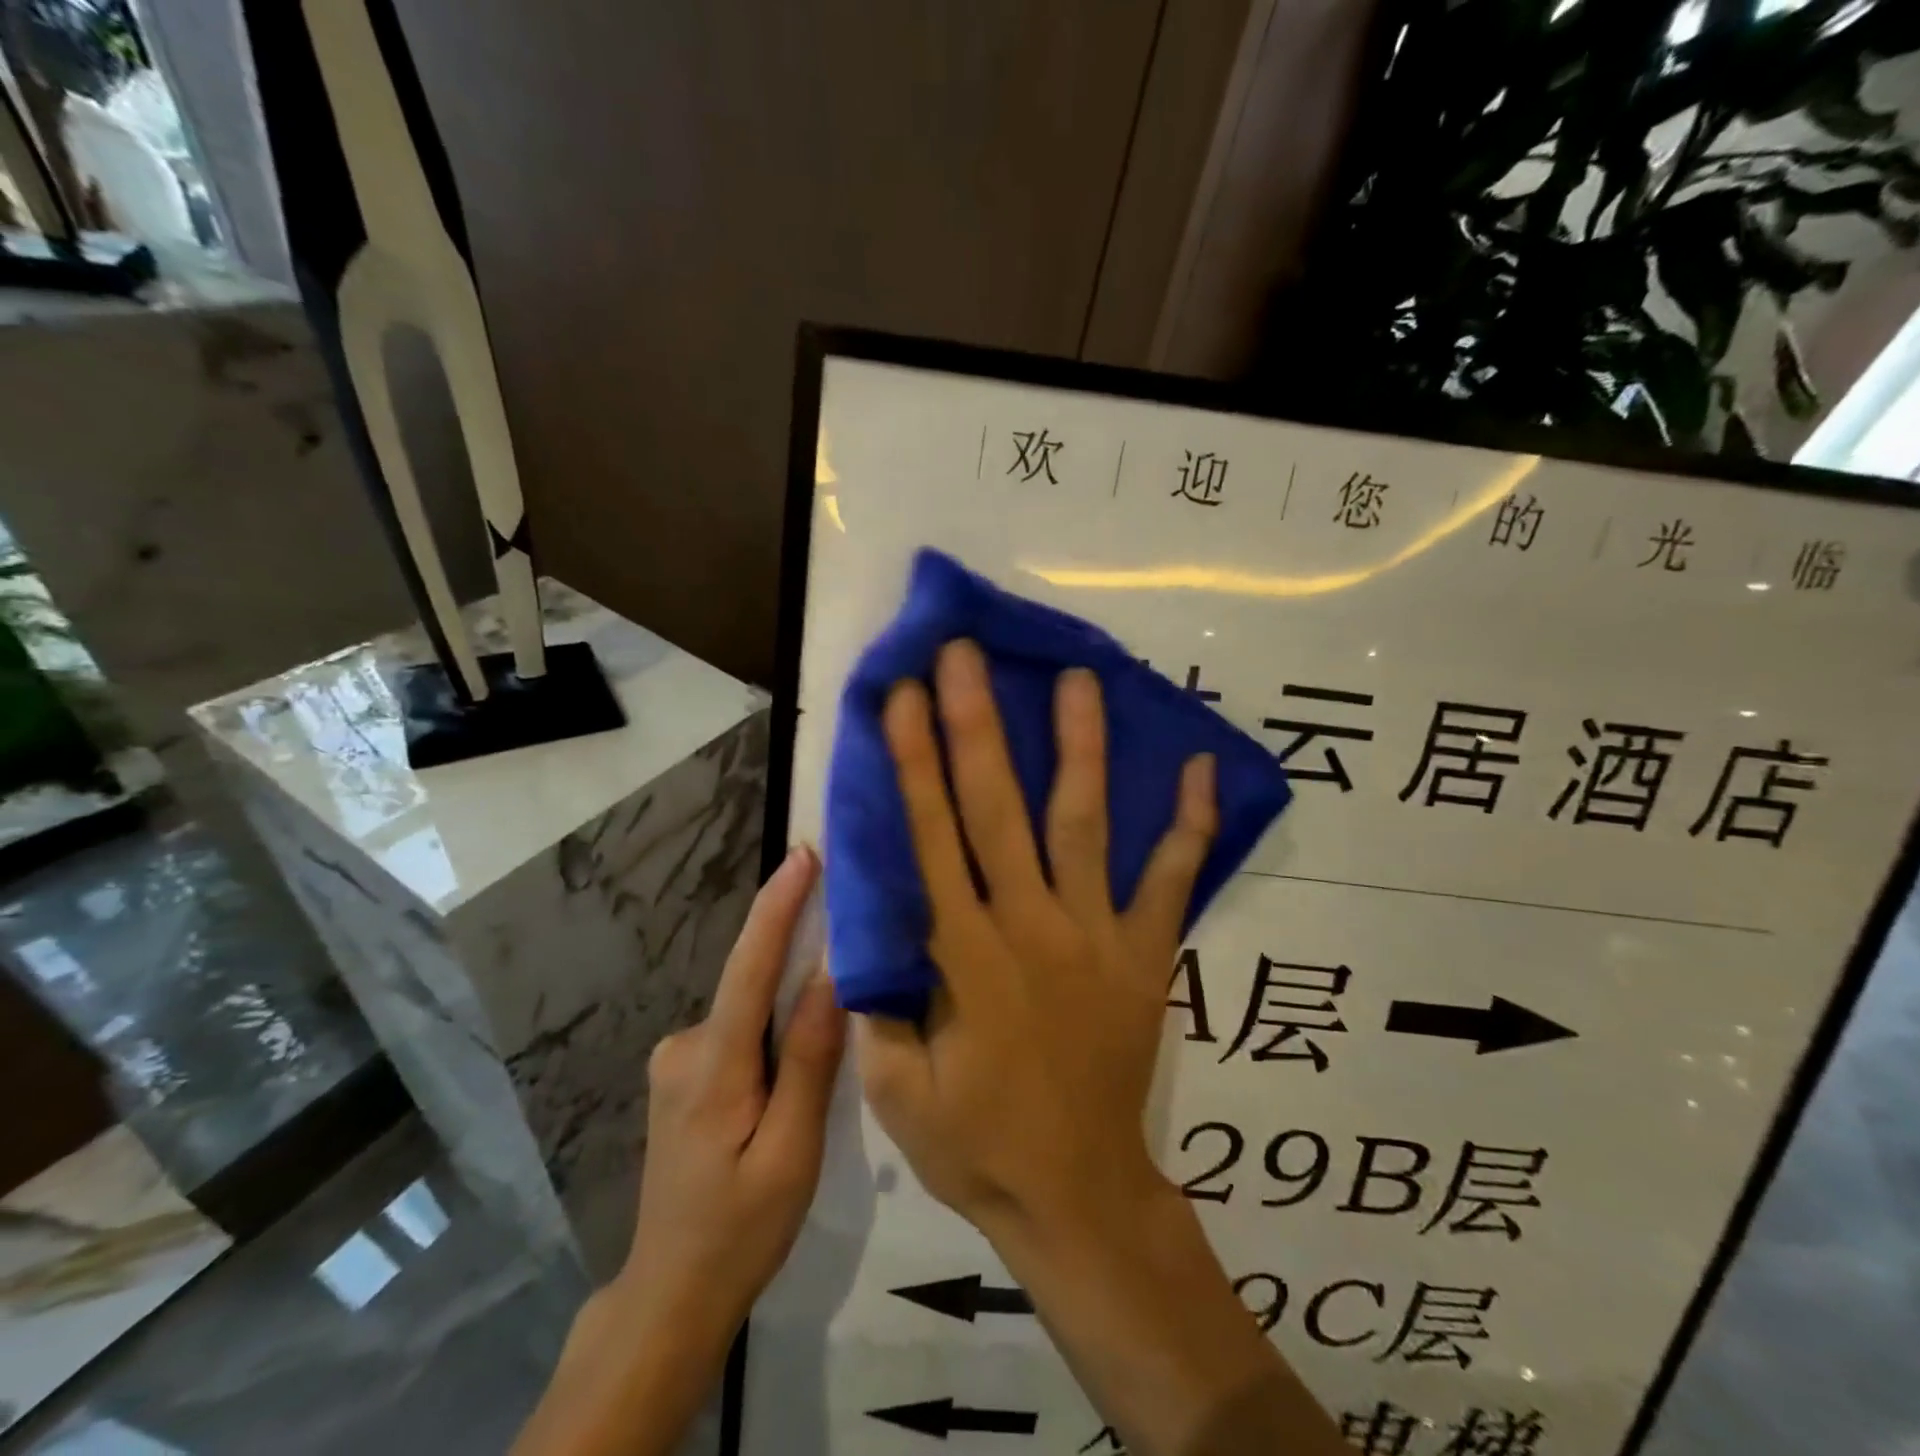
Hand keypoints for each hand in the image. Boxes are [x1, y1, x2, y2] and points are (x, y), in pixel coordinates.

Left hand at [610, 843, 845, 1352]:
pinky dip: (770, 1028)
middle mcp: (683, 1047)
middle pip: (752, 984)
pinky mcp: (681, 1072)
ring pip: (748, 1010)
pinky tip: (791, 1068)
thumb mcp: (791, 1153)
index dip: (777, 907)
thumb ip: (808, 1061)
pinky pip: (738, 1029)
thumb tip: (829, 976)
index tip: (803, 856)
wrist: (672, 1291)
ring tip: (830, 1028)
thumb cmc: (741, 1229)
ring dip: (787, 1005)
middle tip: (852, 938)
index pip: (749, 967)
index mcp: (712, 1068)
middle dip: (799, 955)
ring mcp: (676, 1059)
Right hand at [855, 639, 1216, 1242]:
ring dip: (1079, 747)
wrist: (1079, 1194)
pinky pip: (1171, 881)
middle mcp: (1030, 925)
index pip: (931, 837)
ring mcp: (1097, 935)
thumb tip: (862, 927)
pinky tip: (1197, 768)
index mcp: (964, 954)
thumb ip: (875, 1003)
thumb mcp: (895, 1090)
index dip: (915, 762)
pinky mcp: (1147, 954)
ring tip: (1078, 679)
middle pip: (997, 809)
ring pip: (1083, 825)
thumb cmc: (978, 1143)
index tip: (904, 696)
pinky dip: (1188, 825)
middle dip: (977, 725)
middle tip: (967, 655)